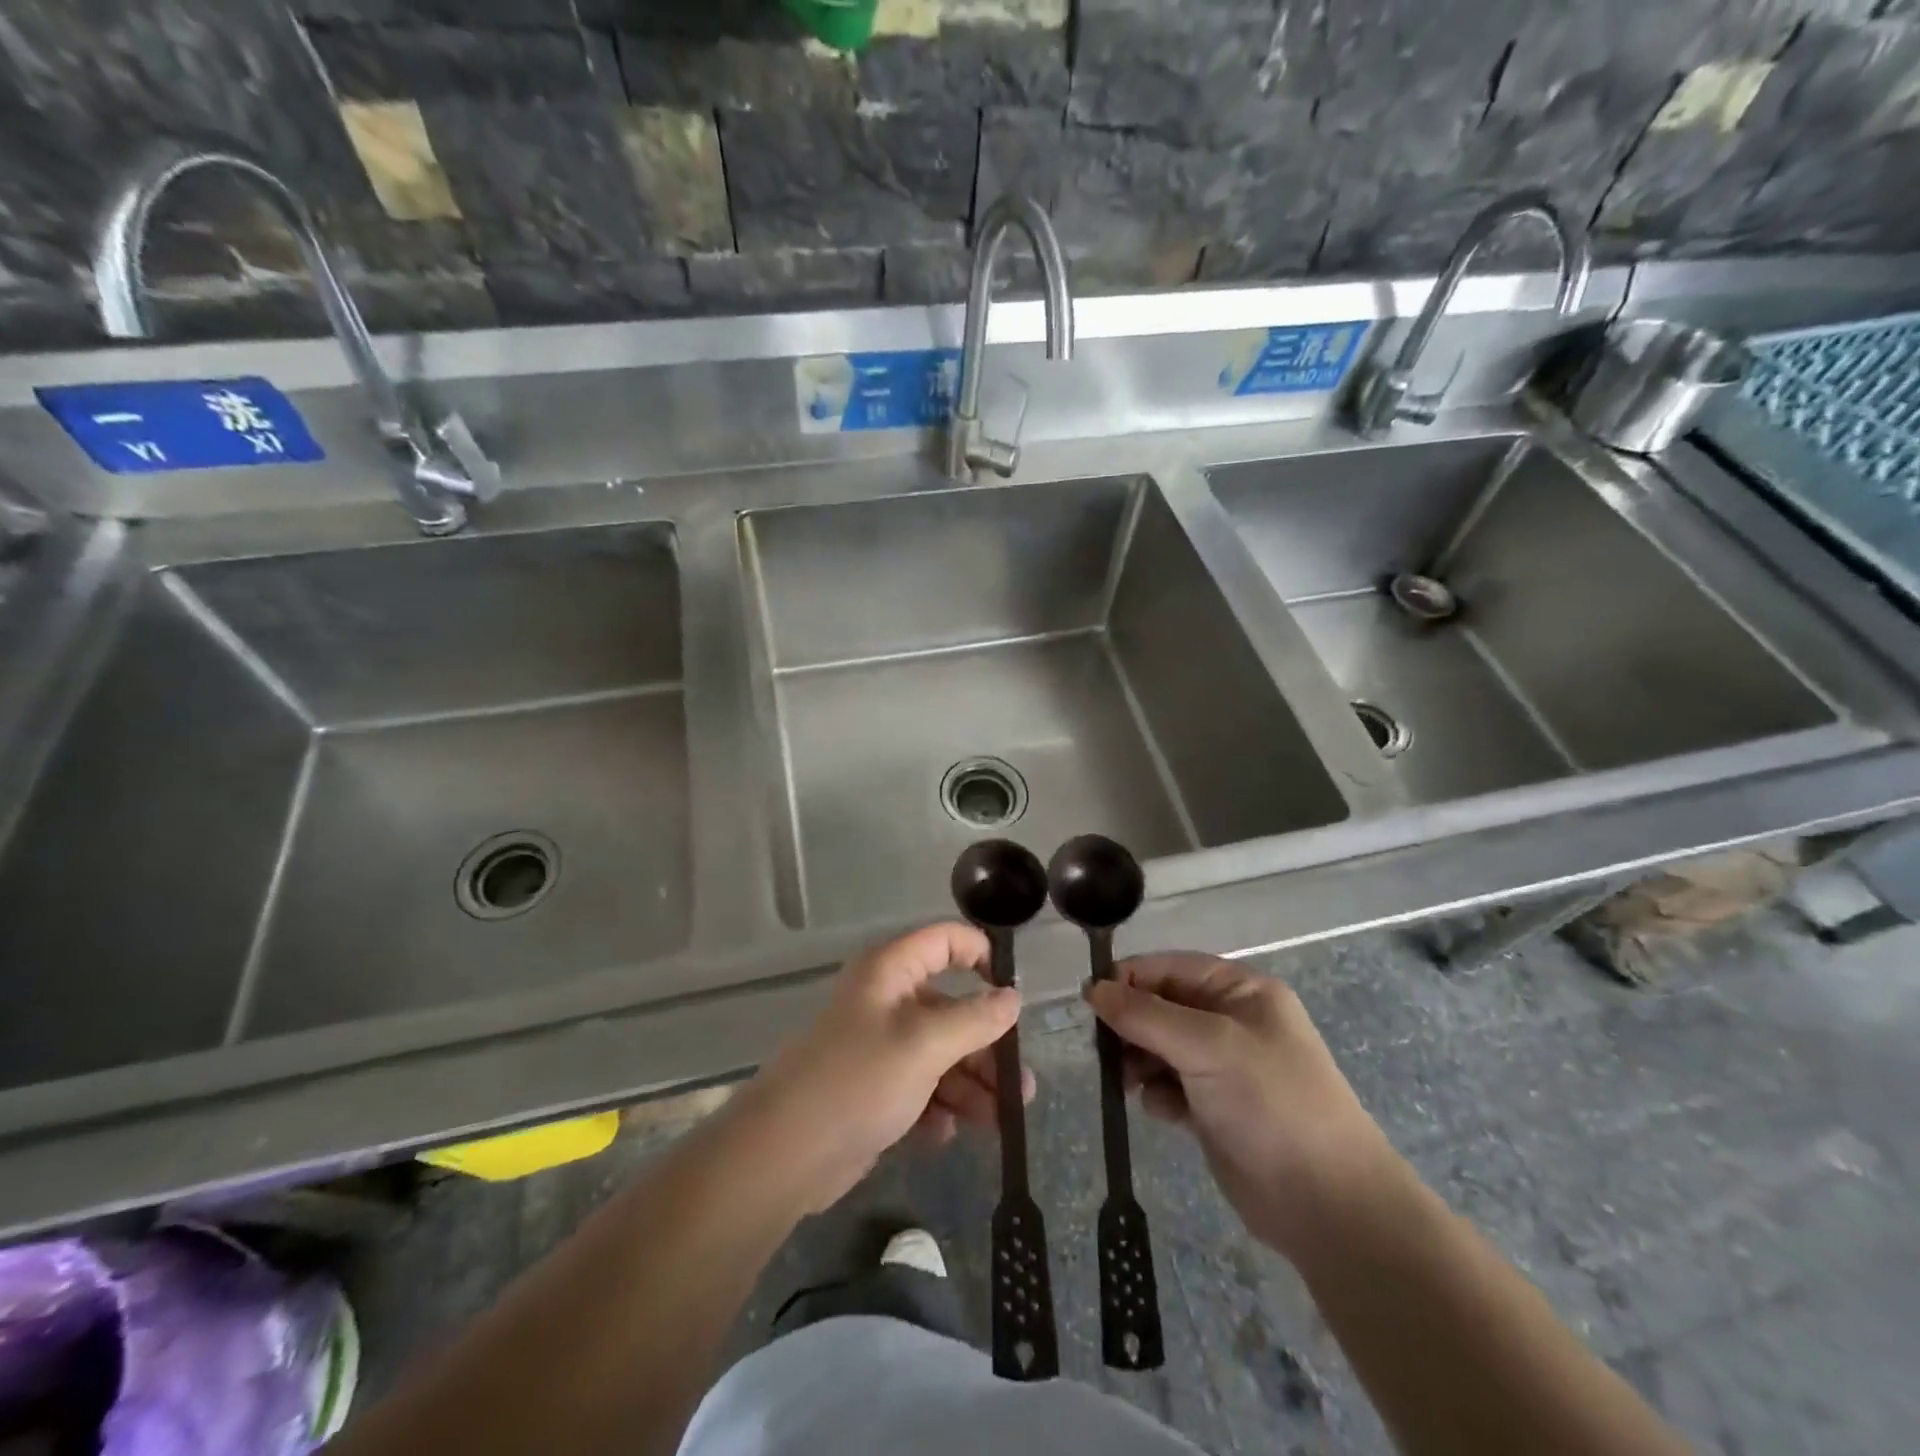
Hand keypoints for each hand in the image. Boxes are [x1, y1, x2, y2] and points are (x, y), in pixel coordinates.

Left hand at [737, 923, 1033, 1211]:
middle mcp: (886, 1001)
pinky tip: (945, 1134)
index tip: (1012, 990)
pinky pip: (919, 1088)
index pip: (944, 940)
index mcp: (891, 972)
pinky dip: (937, 1108)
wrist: (785, 1154)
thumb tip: (1012, 997)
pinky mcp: (873, 1091)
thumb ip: (975, 1020)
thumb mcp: (925, 1044)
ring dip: (970, 1086)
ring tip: (998, 1122)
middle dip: (986, 1048)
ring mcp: (879, 1048)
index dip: (980, 955)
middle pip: (950, 1009)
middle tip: (1019, 1086)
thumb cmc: (859, 1080)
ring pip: (939, 1055)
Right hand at [1085, 953, 1400, 1256]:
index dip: (1129, 978)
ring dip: (1138, 1060)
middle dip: (1131, 1025)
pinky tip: (1159, 1110)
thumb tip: (1092, 988)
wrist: (1326, 1203)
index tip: (1090, 1001)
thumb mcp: (1206, 1045)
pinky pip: (1169, 1084)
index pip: (1171, 967)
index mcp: (1241, 991)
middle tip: (1106, 1050)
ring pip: (1160, 1046)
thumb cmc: (1270, 1103)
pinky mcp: (1215, 1107)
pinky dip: (1157, 1092)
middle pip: (1162, 1006)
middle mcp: (1232, 1021)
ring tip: (1128, 1082)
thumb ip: (1144, 1015)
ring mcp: (1224, 1066)